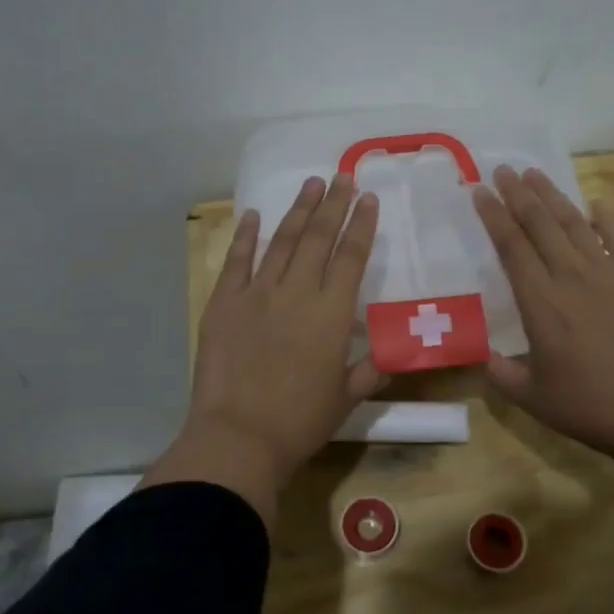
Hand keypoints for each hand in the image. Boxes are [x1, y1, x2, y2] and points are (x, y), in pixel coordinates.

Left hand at [143, 174, 383, 521]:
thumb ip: (369, 370)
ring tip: (310, 184)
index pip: (352, 257)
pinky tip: (253, 215)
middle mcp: (298, 292)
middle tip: (342, 176)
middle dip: (333, 204)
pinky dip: (245, 236)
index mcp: (332, 314)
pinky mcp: (224, 302)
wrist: (239, 436)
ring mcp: (257, 293)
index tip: (367, 198)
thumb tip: (389, 355)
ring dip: (297, 211)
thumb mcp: (346, 399)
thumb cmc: (300, 422)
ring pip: (282, 241)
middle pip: (319, 238)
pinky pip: (237, 261)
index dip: (361, 225)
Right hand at [474, 166, 613, 465]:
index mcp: (540, 302)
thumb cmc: (590, 406)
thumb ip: (503, 375)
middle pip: (540, 224)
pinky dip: (605, 218)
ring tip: (535, 174)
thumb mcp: (533, 399)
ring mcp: (608, 274)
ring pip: (575, 223)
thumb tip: (485, 357)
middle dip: (519, 194)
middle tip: (503, 170)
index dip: (494, 215)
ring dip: (553, 196)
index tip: (480, 192)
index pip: (511, 246)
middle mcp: (571, 277)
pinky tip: (595, 202)